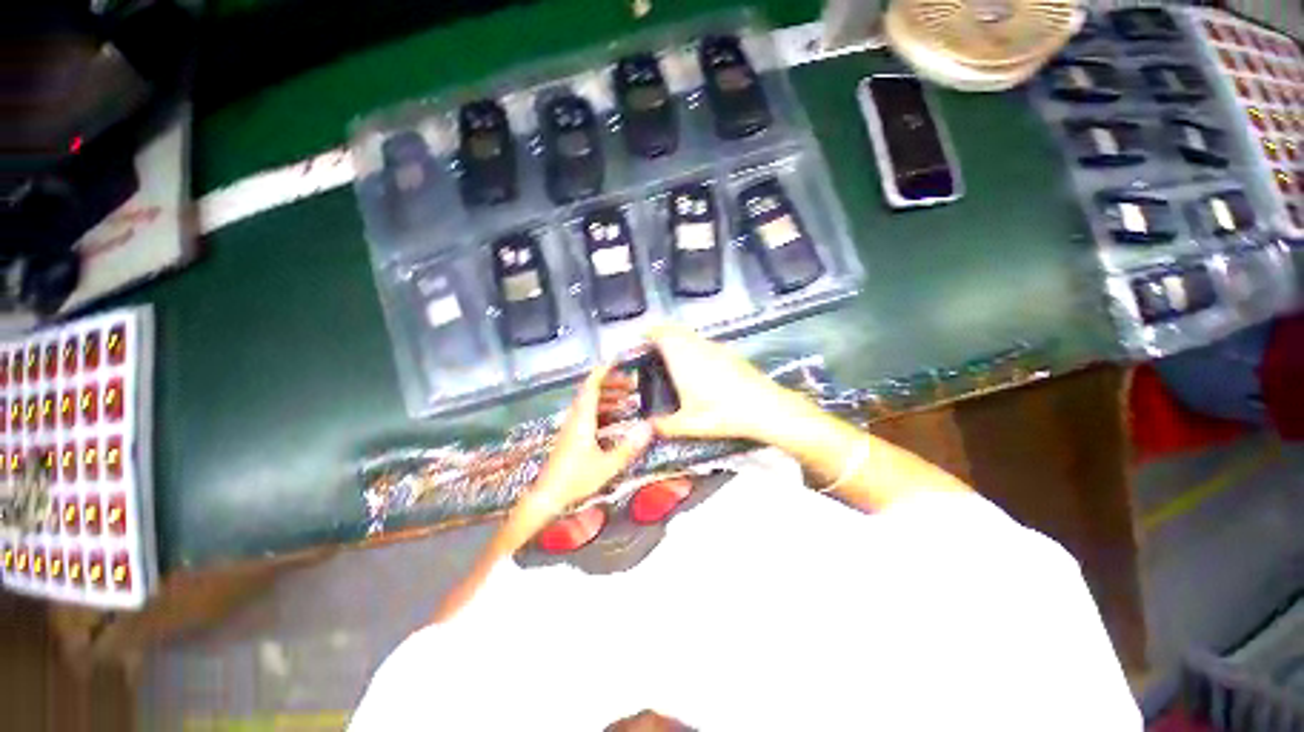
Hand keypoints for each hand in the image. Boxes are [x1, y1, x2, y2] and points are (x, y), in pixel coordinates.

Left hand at [518, 364, 653, 523]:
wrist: (547, 497)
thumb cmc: (576, 480)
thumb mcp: (608, 466)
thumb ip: (630, 447)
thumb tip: (650, 426)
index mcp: (582, 419)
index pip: (591, 386)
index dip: (604, 371)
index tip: (618, 360)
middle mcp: (575, 418)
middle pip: (592, 391)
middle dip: (612, 383)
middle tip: (632, 384)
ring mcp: (572, 427)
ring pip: (590, 403)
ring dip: (608, 397)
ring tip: (628, 399)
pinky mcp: (571, 437)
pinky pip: (588, 415)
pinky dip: (603, 411)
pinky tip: (615, 419)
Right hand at [646, 323, 806, 443]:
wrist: (765, 407)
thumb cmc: (724, 413)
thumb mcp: (690, 424)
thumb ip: (665, 426)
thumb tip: (651, 426)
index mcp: (683, 359)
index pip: (662, 333)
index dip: (649, 333)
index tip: (643, 340)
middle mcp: (698, 347)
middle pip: (675, 330)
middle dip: (662, 335)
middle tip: (654, 349)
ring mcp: (716, 348)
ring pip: (691, 335)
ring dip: (679, 340)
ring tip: (674, 358)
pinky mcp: (730, 353)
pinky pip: (705, 342)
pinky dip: (695, 347)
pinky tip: (699, 368)